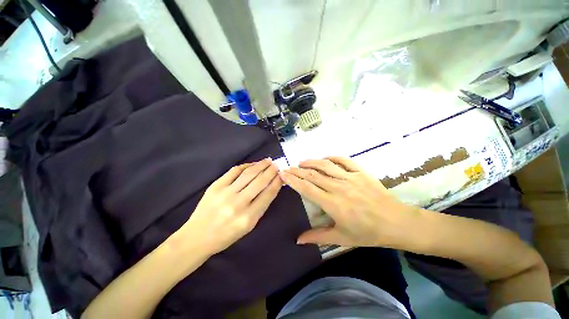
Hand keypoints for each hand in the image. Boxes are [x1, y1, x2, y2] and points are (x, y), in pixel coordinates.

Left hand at [179, 158, 281, 254]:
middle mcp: (238, 204)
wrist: (197, 237)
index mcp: (249, 217)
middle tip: (276, 165)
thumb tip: (271, 186)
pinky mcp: (215, 186)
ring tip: (268, 161)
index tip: (281, 175)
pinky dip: (246, 166)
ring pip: (248, 174)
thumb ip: (261, 206)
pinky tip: (252, 164)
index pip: (268, 194)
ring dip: (260, 165)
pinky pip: (234, 171)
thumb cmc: (227, 235)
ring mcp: (225, 193)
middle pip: (260, 181)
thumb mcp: (249, 226)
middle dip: (271, 171)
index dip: (277, 182)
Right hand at [280, 157, 415, 246]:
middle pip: (313, 175)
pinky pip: (344, 160)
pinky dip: (332, 157)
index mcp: (332, 203)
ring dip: (312, 161)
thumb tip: (298, 240)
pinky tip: (325, 158)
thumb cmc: (367, 233)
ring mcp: (350, 177)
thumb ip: (318, 237)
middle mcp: (338, 187)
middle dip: (298, 170)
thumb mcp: (341, 238)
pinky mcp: (361, 172)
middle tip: (288, 167)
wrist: (396, 223)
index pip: (306, 188)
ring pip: (326, 165)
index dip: (293, 180)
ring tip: (302, 161)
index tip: (283, 174)